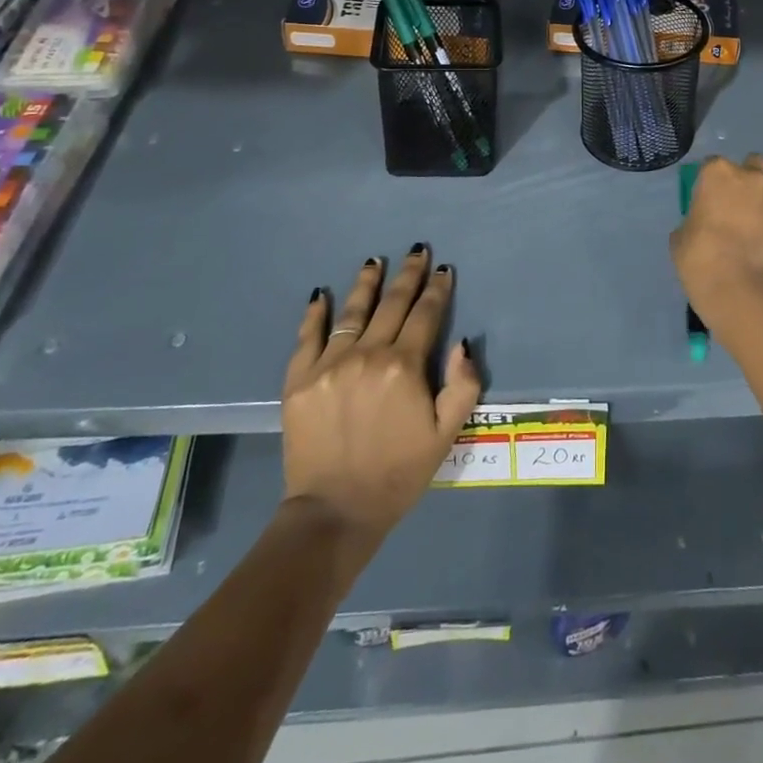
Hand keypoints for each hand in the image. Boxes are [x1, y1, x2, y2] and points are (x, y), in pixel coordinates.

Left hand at [282, 246, 482, 538]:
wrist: (335, 512)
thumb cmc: (398, 474)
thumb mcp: (446, 435)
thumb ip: (462, 386)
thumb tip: (461, 343)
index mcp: (404, 366)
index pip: (426, 315)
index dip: (437, 290)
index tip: (443, 270)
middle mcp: (368, 354)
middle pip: (392, 304)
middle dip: (408, 275)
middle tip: (417, 251)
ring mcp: (330, 364)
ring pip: (352, 312)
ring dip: (367, 283)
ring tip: (375, 260)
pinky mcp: (299, 380)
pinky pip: (308, 337)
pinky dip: (315, 314)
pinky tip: (321, 294)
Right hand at [670, 155, 762, 322]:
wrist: (744, 289)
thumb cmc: (701, 256)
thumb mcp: (681, 238)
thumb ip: (694, 221)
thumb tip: (701, 225)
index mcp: (718, 174)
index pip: (712, 165)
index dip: (708, 182)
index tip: (704, 200)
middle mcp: (749, 180)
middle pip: (752, 167)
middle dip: (745, 180)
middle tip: (731, 206)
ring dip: (756, 208)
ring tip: (745, 236)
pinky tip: (756, 251)